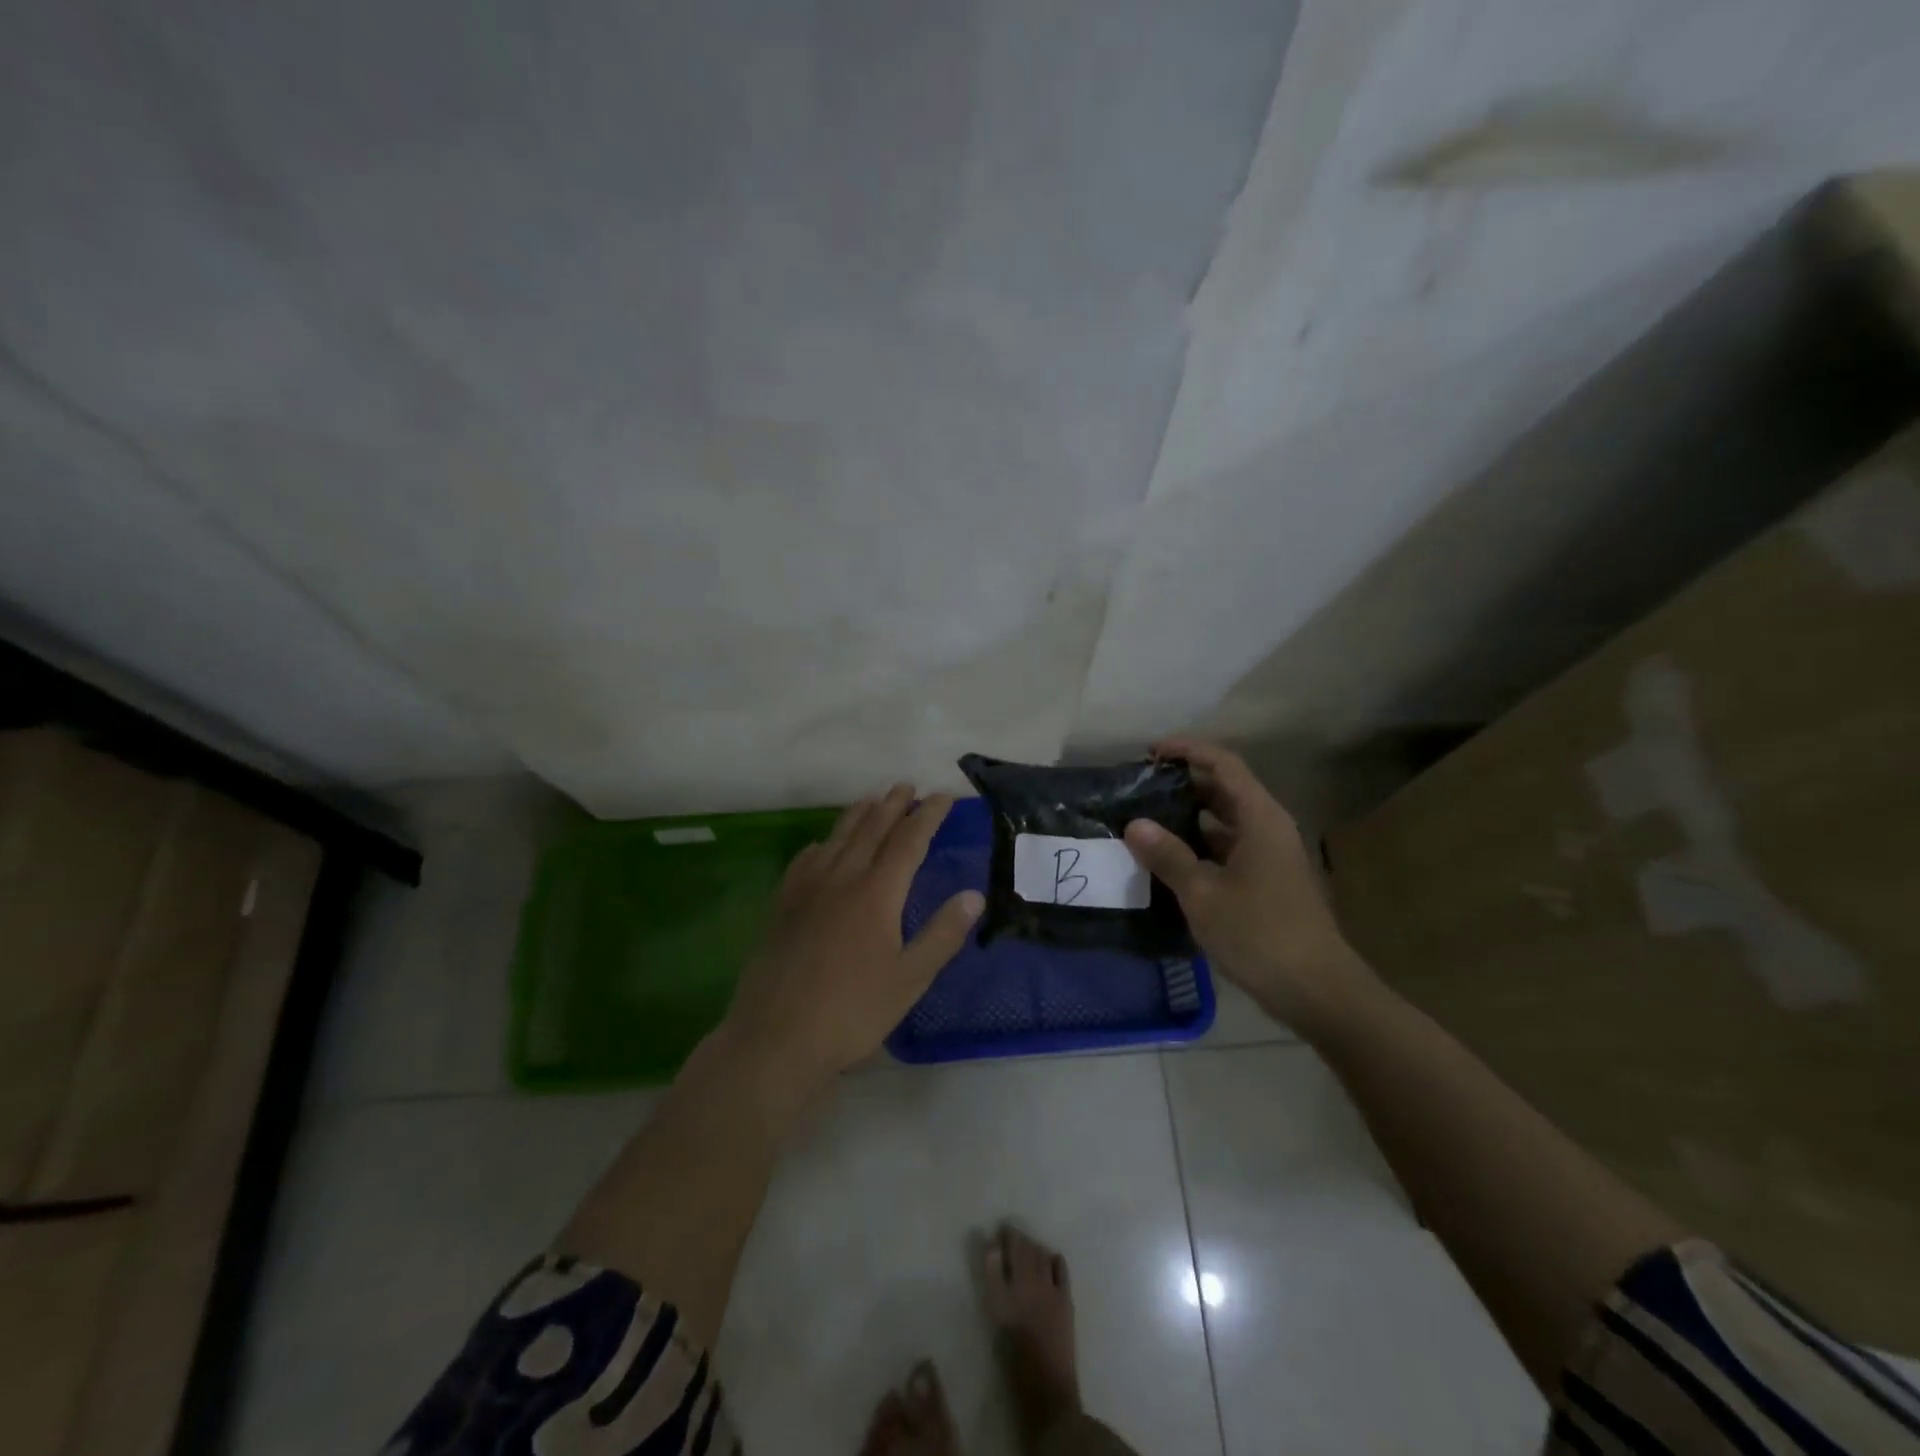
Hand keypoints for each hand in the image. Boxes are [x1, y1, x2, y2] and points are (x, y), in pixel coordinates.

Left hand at [721, 784, 982, 1100]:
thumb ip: (942, 934)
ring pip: (836, 838)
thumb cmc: (852, 1011)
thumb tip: (974, 895)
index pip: (909, 841)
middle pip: (871, 829)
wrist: (776, 1037)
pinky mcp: (782, 905)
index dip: (928, 816)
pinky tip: (822, 846)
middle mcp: (841, 878)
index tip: (943, 797)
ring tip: (872, 799)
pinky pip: (805, 860)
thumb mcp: (910, 979)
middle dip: (893, 805)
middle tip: (907, 786)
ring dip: (858, 814)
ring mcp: (806, 889)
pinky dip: (822, 844)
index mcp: (877, 893)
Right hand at [1122, 738, 1370, 1028]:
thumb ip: (1168, 856)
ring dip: (1190, 817)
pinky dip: (1201, 847)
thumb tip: (1134, 824)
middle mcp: (1269, 829)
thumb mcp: (1203, 894)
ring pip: (1226, 822)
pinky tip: (1171, 862)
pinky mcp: (1269, 883)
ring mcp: (1272, 857)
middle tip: (1141, 788)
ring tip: (1147, 821)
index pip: (1223, 764)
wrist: (1318, 991)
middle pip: (1225, 789)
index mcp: (1260, 818)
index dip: (1187, 750)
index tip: (1151, 752)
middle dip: (1184, 783)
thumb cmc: (1260, 934)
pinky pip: (1230, 849)